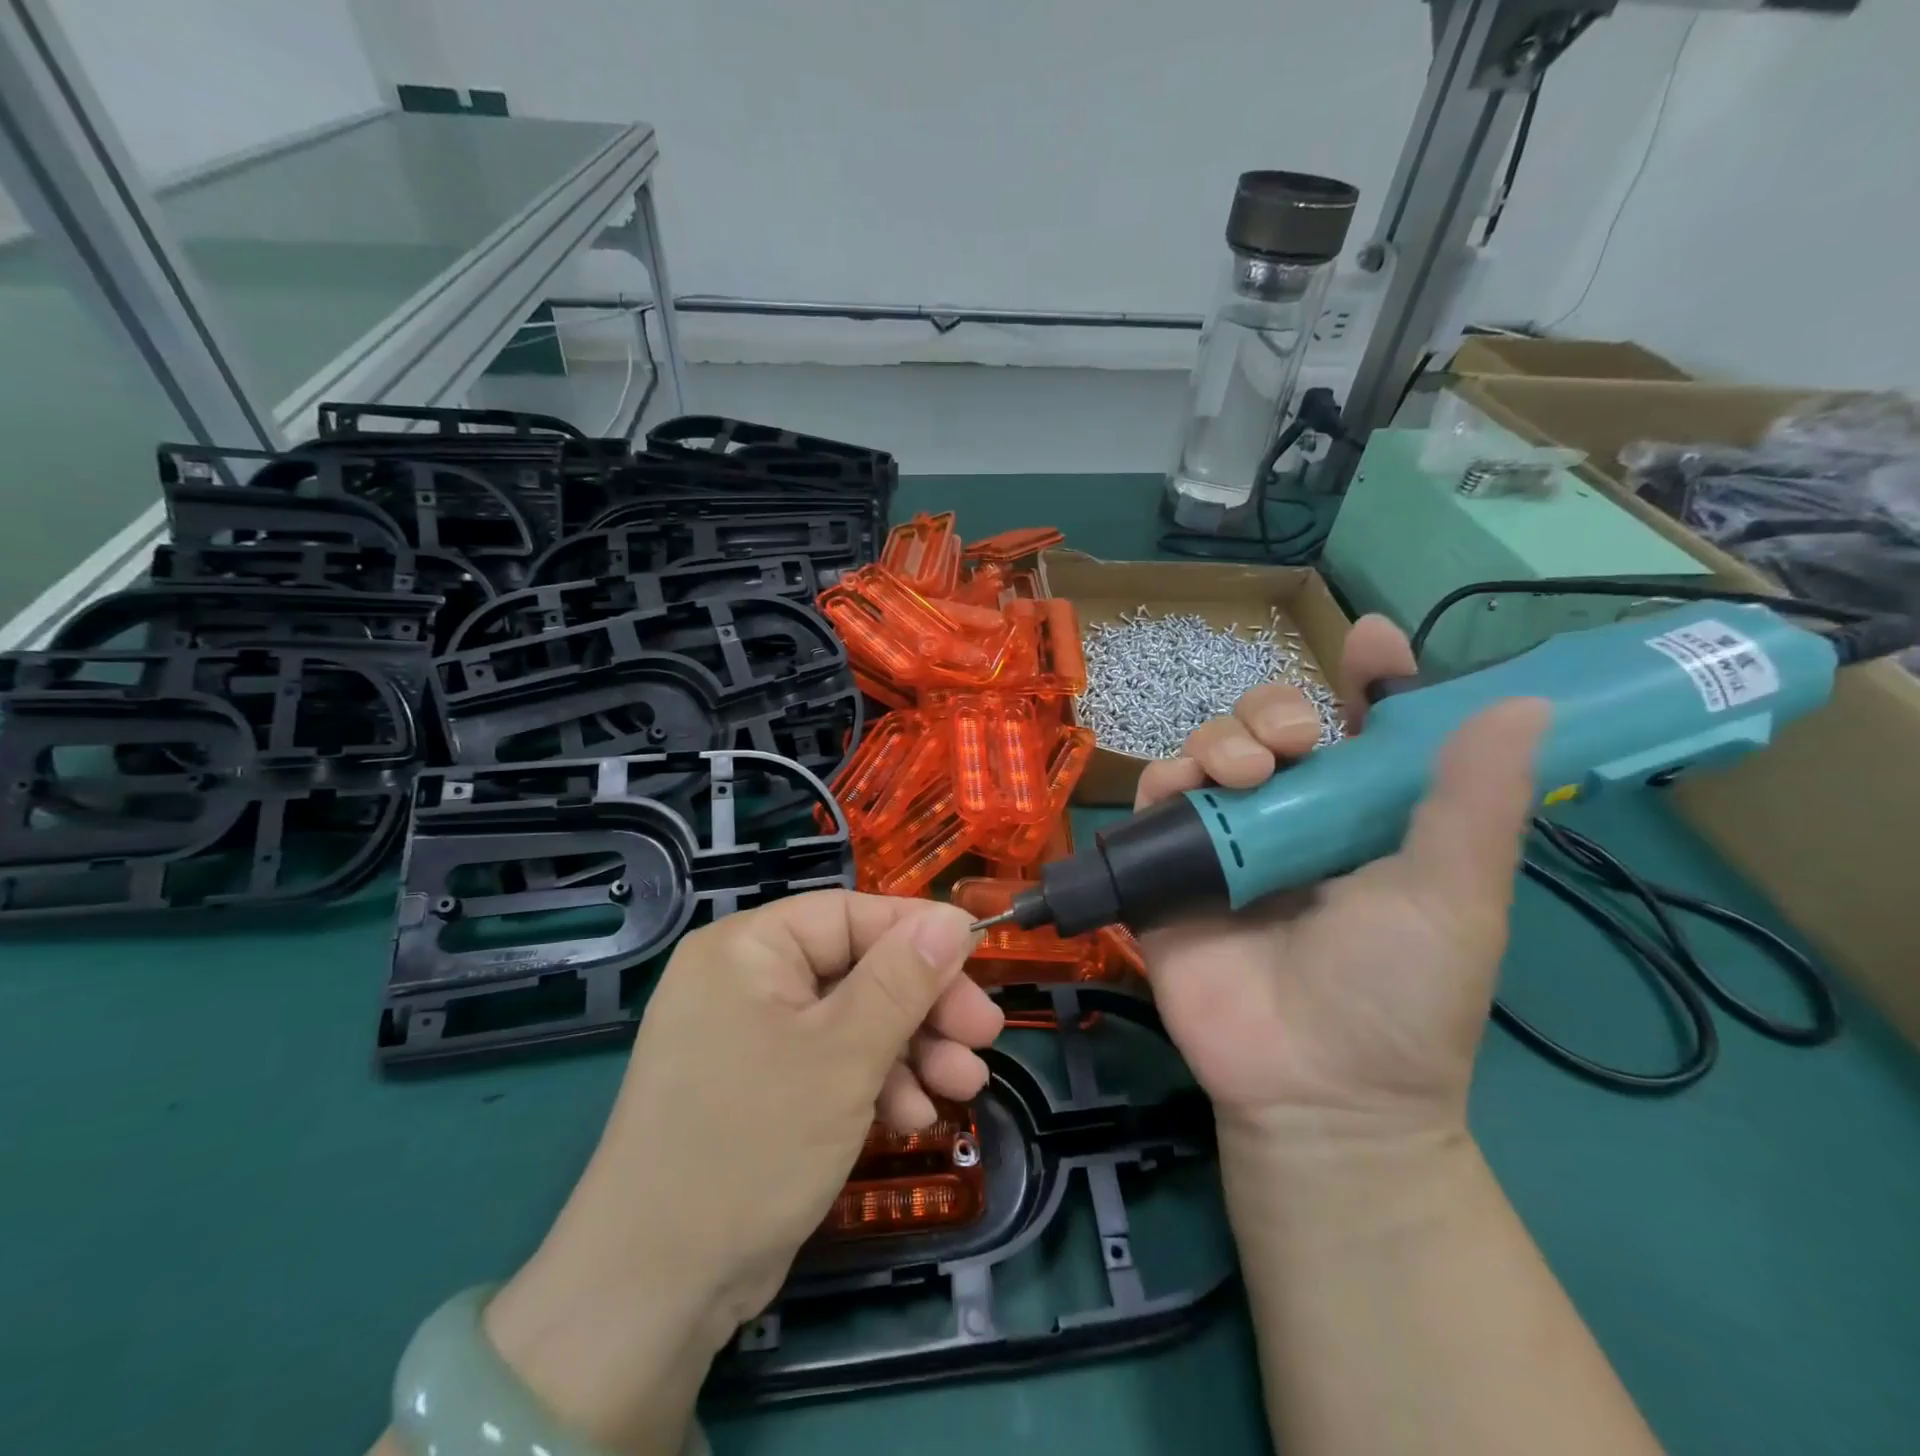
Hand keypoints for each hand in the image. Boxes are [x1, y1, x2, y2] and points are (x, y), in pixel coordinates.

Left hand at [481, 891, 996, 1453]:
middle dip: (925, 1005)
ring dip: (912, 1049)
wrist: (654, 1293)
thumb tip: (955, 917)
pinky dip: (876, 1083)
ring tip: (965, 1085)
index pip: (852, 915)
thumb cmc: (752, 1145)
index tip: (983, 962)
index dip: (921, 935)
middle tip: (984, 1035)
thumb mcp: (844, 1055)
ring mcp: (750, 1036)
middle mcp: (745, 980)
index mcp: (749, 948)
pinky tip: (915, 1118)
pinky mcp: (760, 1087)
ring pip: (852, 1019)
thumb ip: (904, 979)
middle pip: (857, 968)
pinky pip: (830, 1062)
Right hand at [1133, 616, 1546, 1148]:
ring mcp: (1227, 842)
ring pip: (1210, 752)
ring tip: (1244, 773)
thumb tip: (1525, 704)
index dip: (1368, 680)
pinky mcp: (1170, 868)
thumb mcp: (1454, 896)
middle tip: (1295, 740)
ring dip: (1222, 740)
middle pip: (1270, 727)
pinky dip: (1165, 782)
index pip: (1362, 729)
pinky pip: (1155, 802)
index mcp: (1362, 818)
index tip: (1372, 640)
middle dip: (1274, 710)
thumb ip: (1474, 801)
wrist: (1313, 1087)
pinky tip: (1183, 790)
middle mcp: (1291, 818)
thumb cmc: (1397, 992)